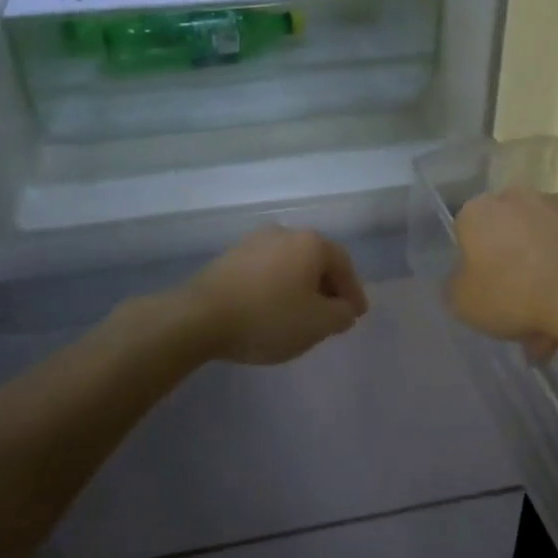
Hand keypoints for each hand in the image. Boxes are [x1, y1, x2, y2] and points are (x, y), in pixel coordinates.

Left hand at [183, 226, 369, 364]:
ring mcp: (254, 242)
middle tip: (334, 314)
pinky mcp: (231, 257)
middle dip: (328, 287)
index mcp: (310, 243)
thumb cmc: (268, 317)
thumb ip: (341, 315)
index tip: (357, 315)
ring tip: (303, 314)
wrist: (200, 316)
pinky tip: (273, 309)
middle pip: (316, 259)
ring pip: (290, 264)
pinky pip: (267, 270)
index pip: (343, 263)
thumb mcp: (317, 324)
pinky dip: (278, 287)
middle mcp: (284, 233)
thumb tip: (344, 308)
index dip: (354, 291)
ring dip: (301, 286)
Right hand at [448, 188, 557, 356]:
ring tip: (555, 328)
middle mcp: (517, 198)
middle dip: (513, 275)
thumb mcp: (462, 303)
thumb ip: (456, 286)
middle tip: (520, 317)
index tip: (486, 296)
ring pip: (542, 249)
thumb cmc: (514, 292)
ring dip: (544, 280)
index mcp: (478, 210)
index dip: (474, 268)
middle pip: (508, 239)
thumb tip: (463, 280)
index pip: (466, 235)